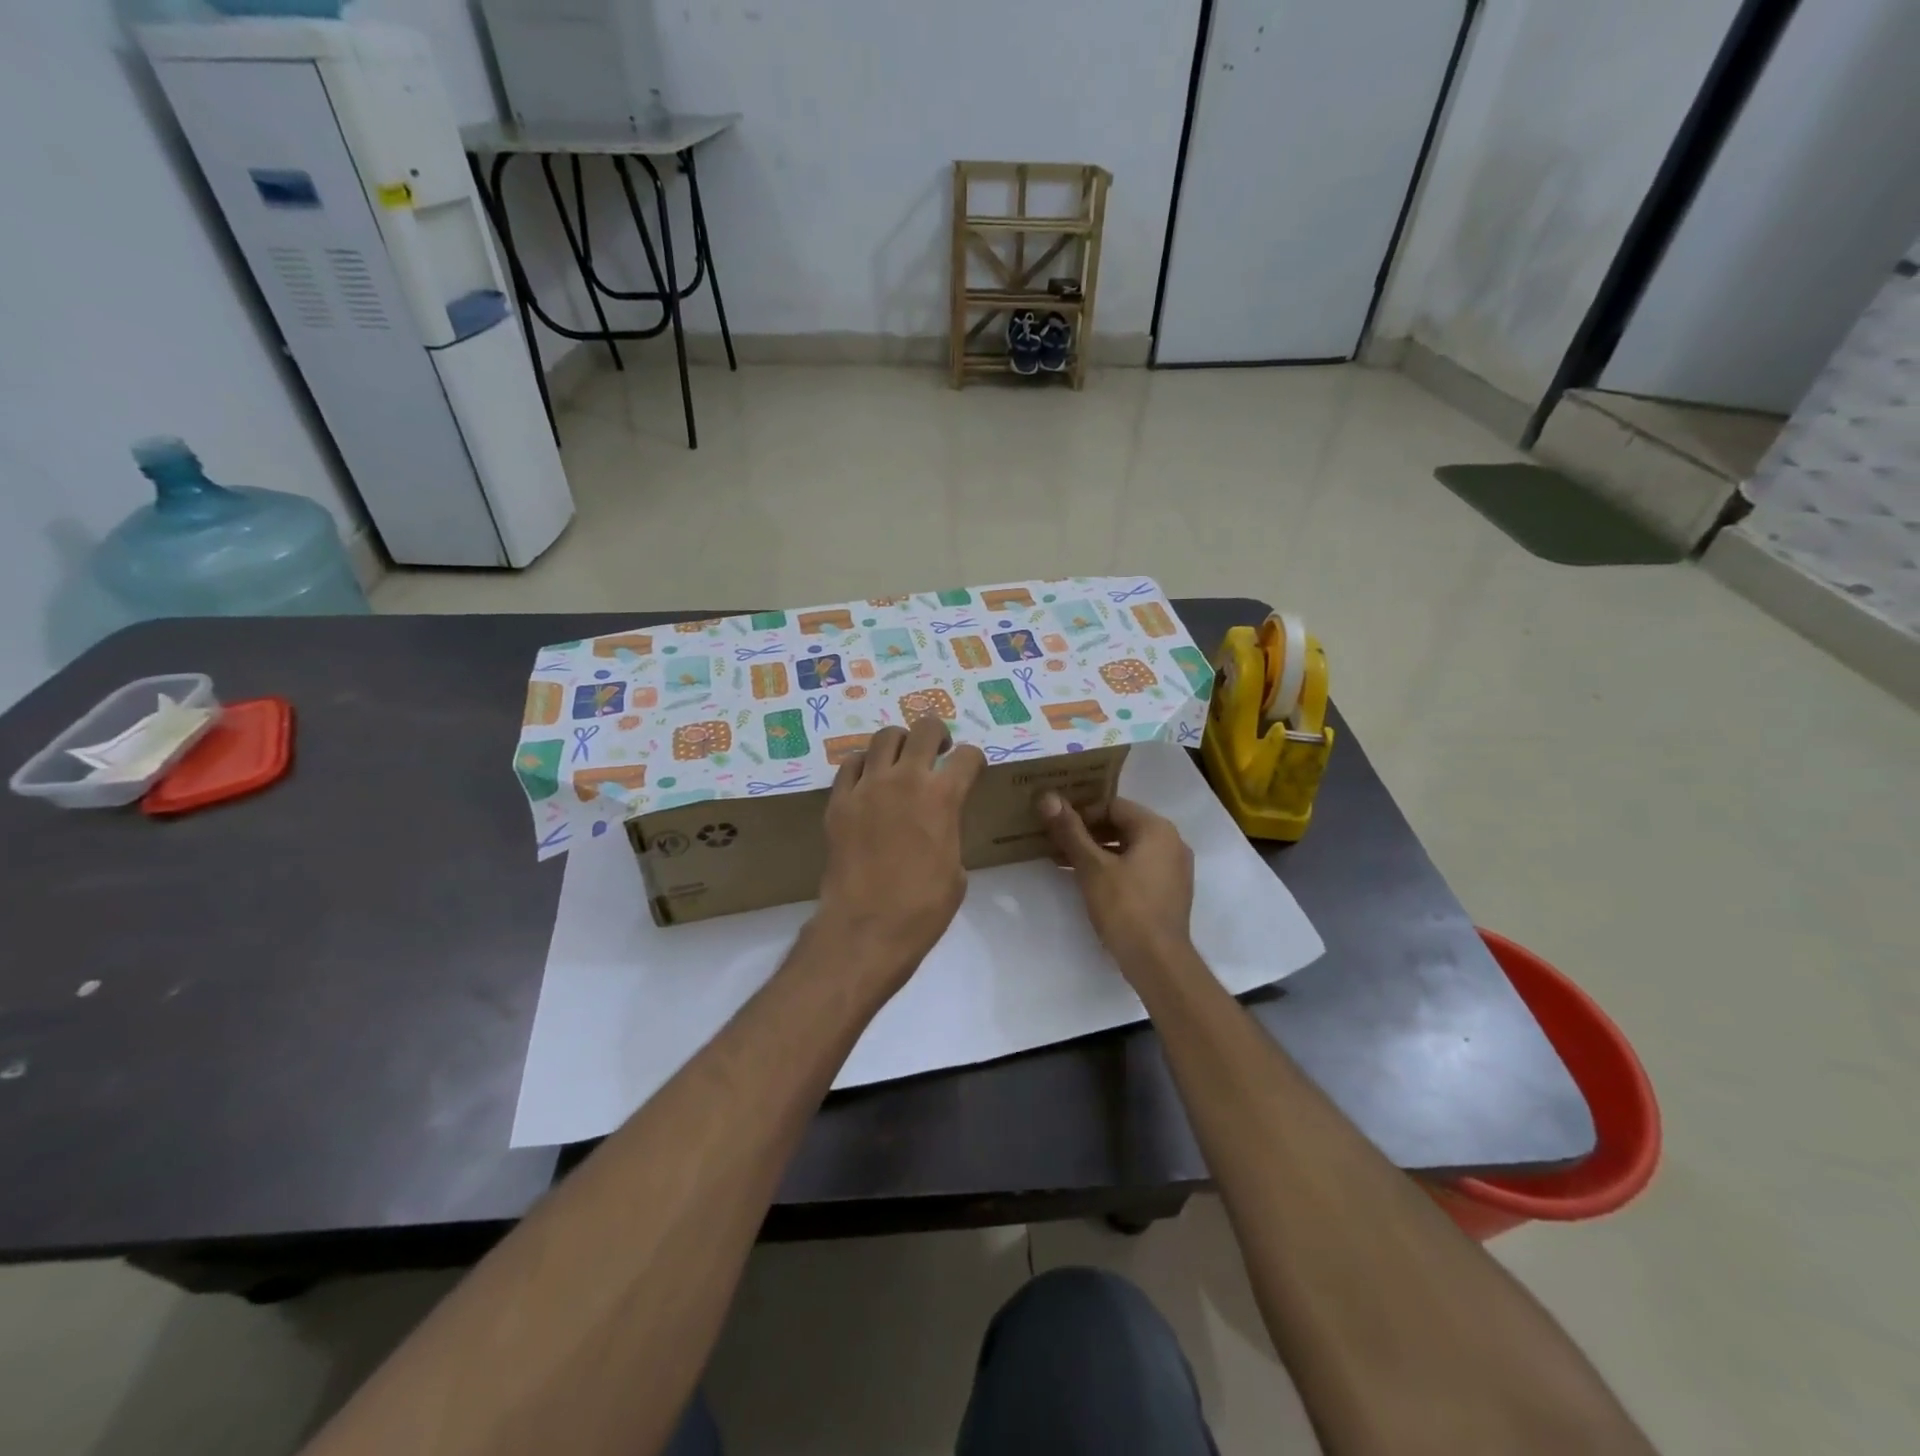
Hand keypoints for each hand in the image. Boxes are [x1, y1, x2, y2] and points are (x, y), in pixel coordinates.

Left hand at [813, 717, 986, 995]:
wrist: (866, 927)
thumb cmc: (923, 908)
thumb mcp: (956, 870)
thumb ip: (950, 832)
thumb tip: (940, 825)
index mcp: (943, 797)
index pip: (967, 756)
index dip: (974, 760)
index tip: (972, 769)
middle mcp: (906, 779)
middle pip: (925, 729)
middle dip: (938, 734)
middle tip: (938, 751)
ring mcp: (868, 787)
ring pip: (885, 737)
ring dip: (900, 743)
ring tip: (902, 761)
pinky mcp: (839, 801)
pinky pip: (851, 764)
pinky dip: (865, 765)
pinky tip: (870, 781)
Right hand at [1041, 793, 1195, 979]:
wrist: (1158, 963)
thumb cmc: (1125, 908)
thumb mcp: (1092, 867)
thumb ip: (1070, 831)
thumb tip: (1047, 796)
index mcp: (1157, 829)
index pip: (1113, 805)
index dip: (1082, 813)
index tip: (1057, 827)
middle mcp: (1171, 842)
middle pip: (1122, 825)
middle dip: (1087, 833)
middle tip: (1056, 843)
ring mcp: (1174, 869)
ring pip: (1129, 848)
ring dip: (1097, 852)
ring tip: (1065, 863)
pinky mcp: (1169, 891)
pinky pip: (1138, 867)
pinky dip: (1113, 868)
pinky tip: (1088, 882)